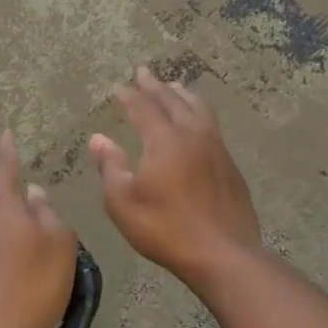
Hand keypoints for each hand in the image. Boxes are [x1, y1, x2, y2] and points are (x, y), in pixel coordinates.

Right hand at [90, 67, 261, 288]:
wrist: (225, 255)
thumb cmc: (167, 229)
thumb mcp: (123, 203)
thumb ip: (110, 166)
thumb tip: (98, 138)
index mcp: (164, 140)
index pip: (143, 107)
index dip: (129, 96)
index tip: (118, 87)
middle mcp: (192, 134)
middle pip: (172, 100)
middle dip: (155, 86)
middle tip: (144, 73)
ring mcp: (216, 147)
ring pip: (198, 107)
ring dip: (181, 94)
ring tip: (173, 87)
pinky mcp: (229, 163)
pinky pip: (211, 124)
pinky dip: (198, 111)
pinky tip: (197, 120)